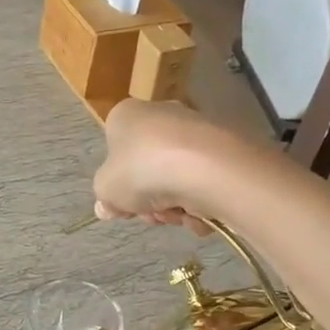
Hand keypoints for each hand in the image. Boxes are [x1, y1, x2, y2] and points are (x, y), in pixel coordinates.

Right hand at [92, 100, 248, 236]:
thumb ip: (105, 198)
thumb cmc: (143, 171)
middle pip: (148, 168)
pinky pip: (205, 180)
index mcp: (127, 116)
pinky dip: (202, 201)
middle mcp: (162, 114)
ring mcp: (196, 129)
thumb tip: (106, 207)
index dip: (119, 183)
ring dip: (175, 205)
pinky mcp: (225, 147)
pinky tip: (201, 213)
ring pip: (177, 178)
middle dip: (150, 200)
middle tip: (152, 215)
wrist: (206, 168)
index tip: (125, 206)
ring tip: (179, 215)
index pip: (115, 150)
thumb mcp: (107, 189)